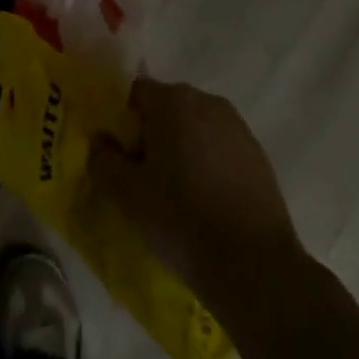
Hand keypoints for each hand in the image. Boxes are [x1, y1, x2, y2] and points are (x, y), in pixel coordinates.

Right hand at [91, 78, 304, 321]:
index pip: (135, 93)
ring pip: (195, 128)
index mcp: (174, 100)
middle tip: (142, 177)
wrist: (254, 265)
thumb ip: (103, 159)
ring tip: (174, 193)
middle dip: (151, 135)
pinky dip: (207, 165)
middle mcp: (208, 101)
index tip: (119, 157)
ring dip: (181, 149)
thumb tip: (99, 140)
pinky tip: (204, 202)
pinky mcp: (259, 156)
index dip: (122, 122)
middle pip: (167, 108)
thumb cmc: (181, 218)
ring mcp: (238, 128)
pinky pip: (220, 148)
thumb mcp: (126, 193)